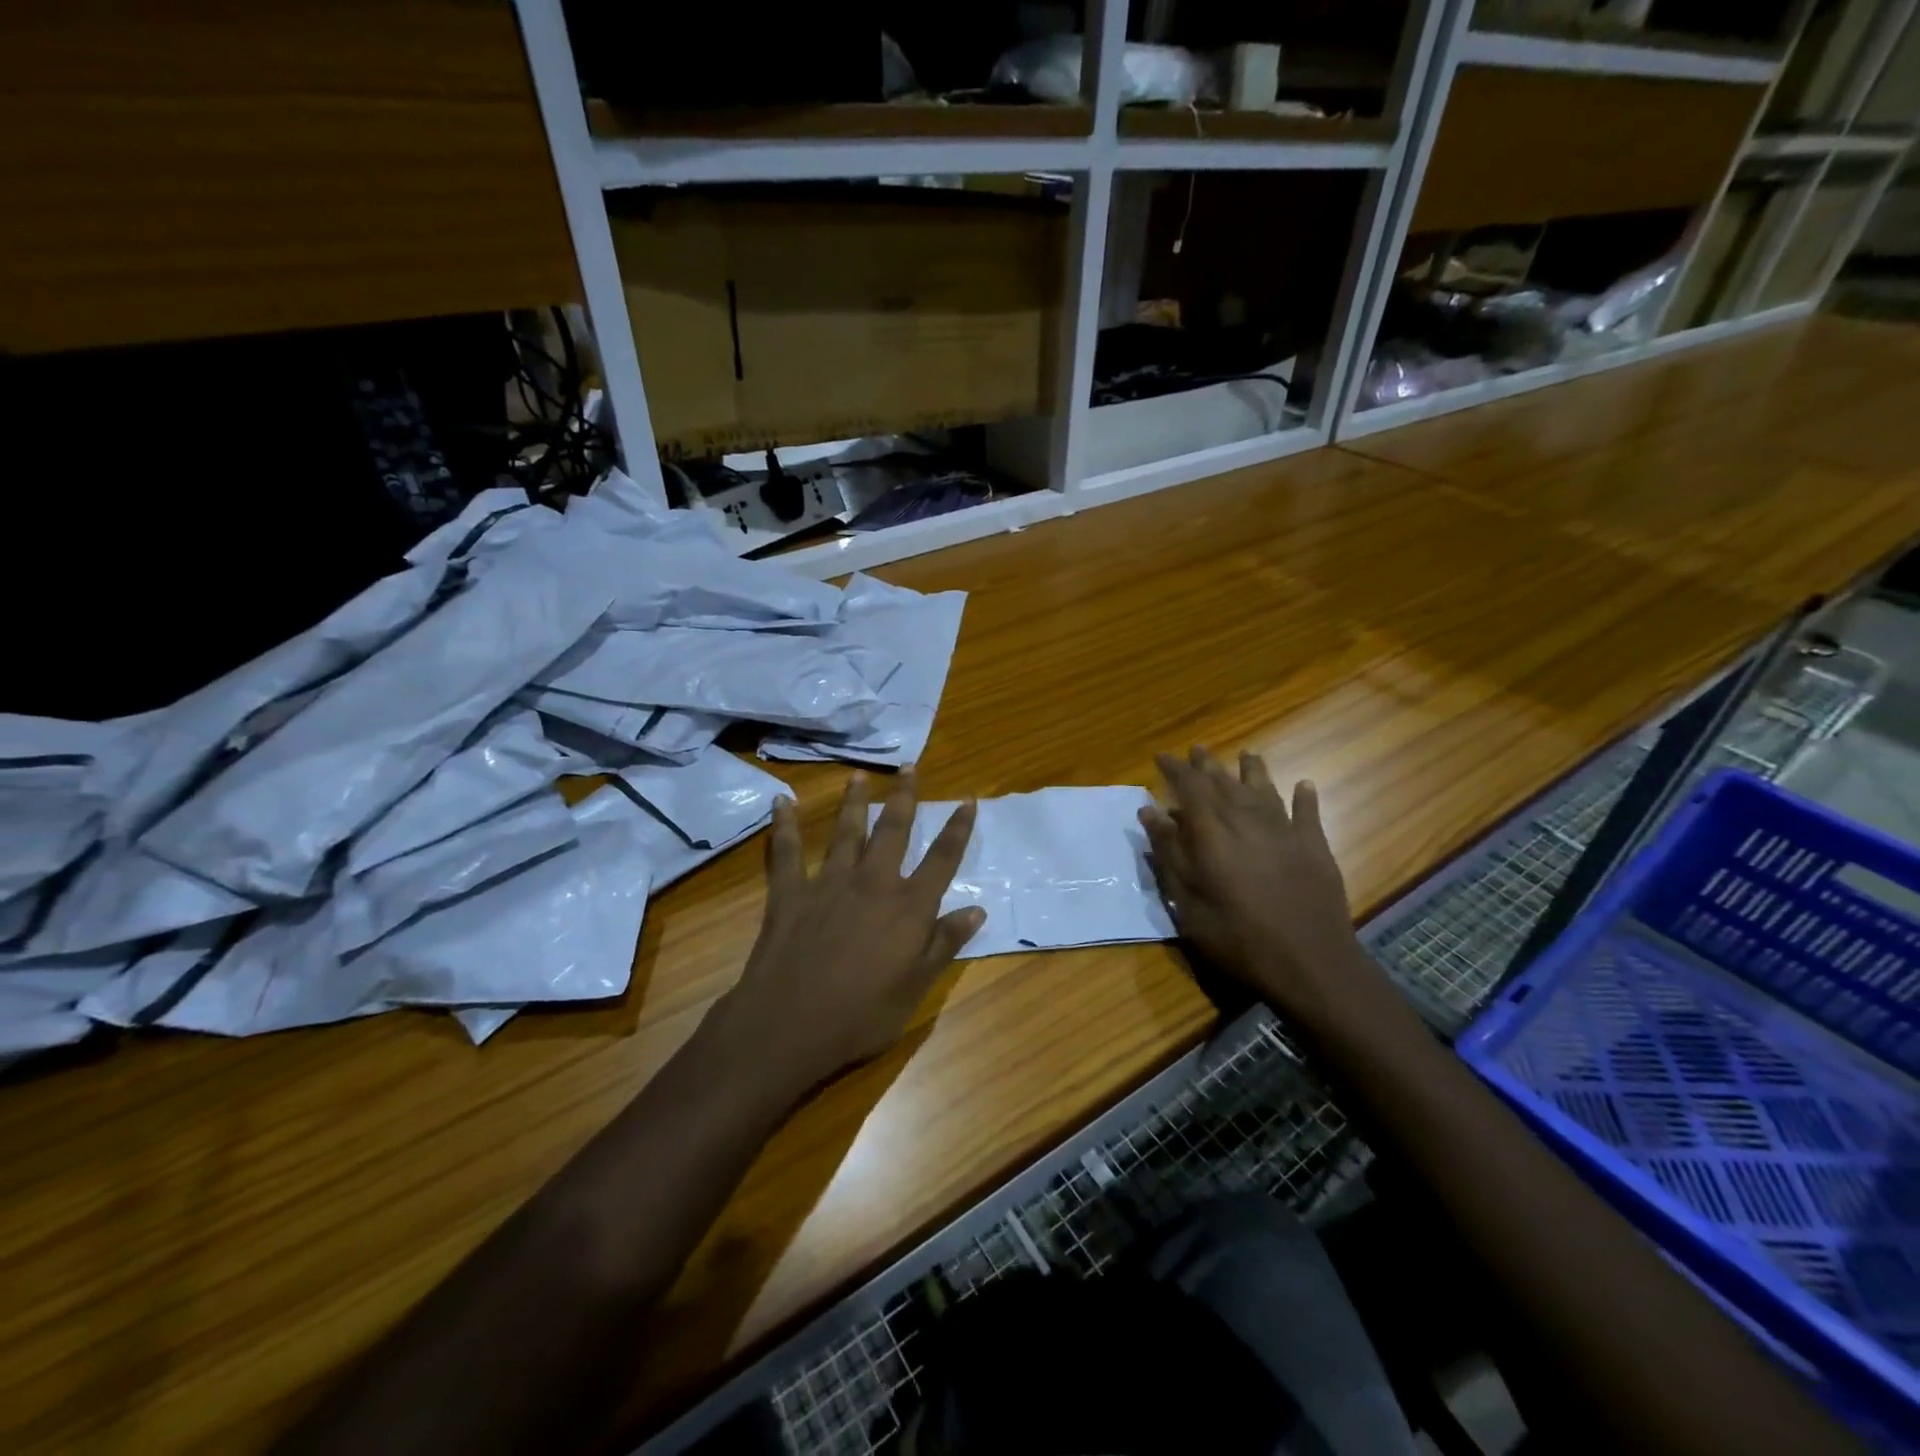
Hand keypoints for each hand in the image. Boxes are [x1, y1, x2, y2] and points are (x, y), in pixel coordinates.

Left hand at [716, 769, 982, 1095]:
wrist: (790, 1024)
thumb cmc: (861, 1014)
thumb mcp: (916, 987)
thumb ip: (945, 943)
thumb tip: (977, 908)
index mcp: (908, 907)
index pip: (942, 859)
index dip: (958, 829)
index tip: (968, 801)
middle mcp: (873, 882)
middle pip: (893, 830)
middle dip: (904, 797)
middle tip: (909, 768)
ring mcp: (829, 883)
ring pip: (846, 831)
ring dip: (854, 801)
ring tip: (858, 776)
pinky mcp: (791, 892)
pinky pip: (787, 851)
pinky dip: (784, 825)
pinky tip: (781, 802)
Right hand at [1140, 747, 1388, 1033]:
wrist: (1308, 962)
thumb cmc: (1235, 936)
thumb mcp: (1187, 900)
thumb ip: (1168, 851)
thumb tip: (1149, 810)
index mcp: (1212, 831)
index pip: (1189, 787)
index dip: (1174, 769)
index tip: (1161, 756)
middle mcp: (1247, 820)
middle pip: (1225, 782)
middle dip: (1208, 765)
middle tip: (1196, 749)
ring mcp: (1284, 831)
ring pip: (1264, 789)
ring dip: (1253, 770)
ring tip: (1246, 754)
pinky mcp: (1314, 847)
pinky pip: (1308, 813)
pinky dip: (1305, 797)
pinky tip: (1304, 785)